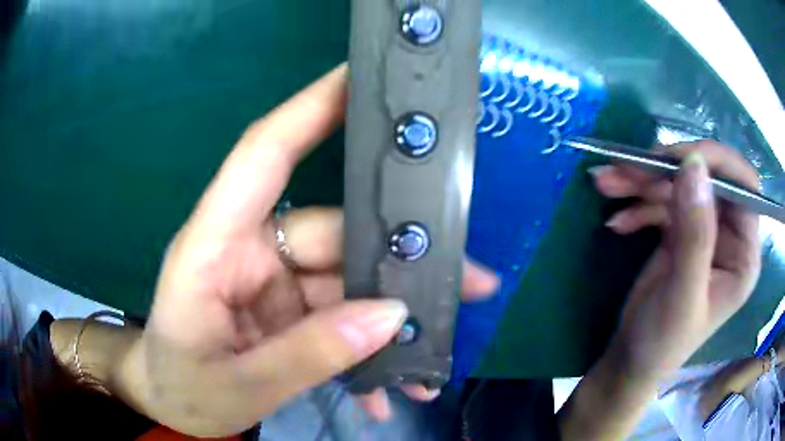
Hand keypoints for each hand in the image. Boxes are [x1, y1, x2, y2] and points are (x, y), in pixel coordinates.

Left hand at [117, 65, 497, 436]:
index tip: (363, 78)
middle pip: (333, 233)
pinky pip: (338, 317)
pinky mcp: (285, 312)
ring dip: (391, 321)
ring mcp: (270, 283)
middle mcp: (247, 252)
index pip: (263, 155)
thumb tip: (390, 317)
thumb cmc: (180, 389)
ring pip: (345, 280)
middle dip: (400, 262)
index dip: (310, 109)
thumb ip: (309, 356)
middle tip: (471, 281)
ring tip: (435, 356)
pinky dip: (367, 350)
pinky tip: (392, 387)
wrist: (170, 405)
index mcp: (213, 248)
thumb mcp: (240, 386)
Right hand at [590, 141, 761, 375]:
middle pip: (708, 179)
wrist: (631, 360)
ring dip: (642, 182)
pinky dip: (637, 205)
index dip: (717, 164)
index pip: (745, 188)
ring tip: (606, 185)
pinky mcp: (681, 231)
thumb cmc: (663, 342)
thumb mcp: (682, 294)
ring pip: (679, 185)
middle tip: (627, 169)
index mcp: (744, 254)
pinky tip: (617, 221)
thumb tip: (694, 165)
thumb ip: (695, 234)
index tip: (678, 160)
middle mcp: (730, 236)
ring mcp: (705, 231)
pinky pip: (662, 201)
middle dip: (667, 170)